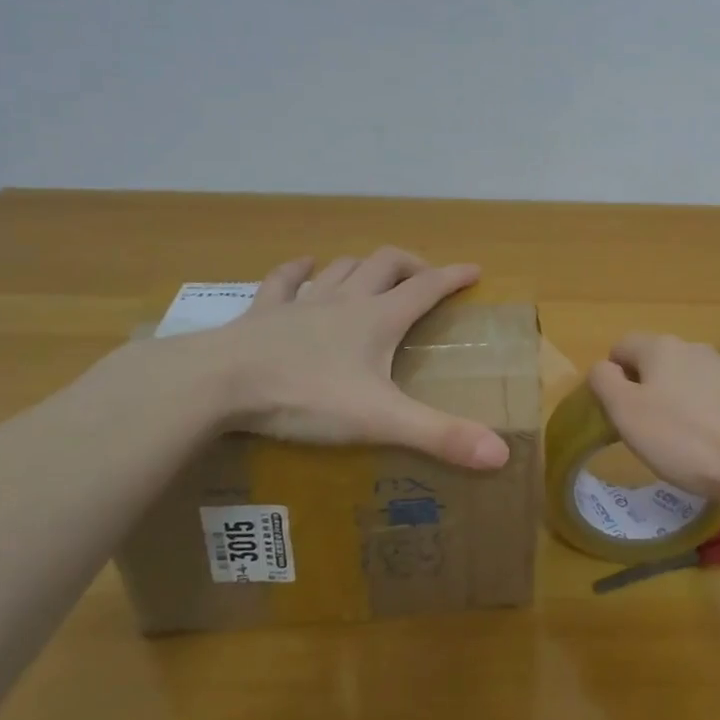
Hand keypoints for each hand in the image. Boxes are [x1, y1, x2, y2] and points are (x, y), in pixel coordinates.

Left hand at [179, 248, 509, 470]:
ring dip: (363, 265)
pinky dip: (298, 270)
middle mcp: (346, 300)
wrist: (219, 383)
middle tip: (425, 277)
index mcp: (378, 319)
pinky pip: (284, 280)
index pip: (427, 287)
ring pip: (342, 268)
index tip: (475, 271)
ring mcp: (302, 302)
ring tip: (374, 273)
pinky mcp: (263, 312)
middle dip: (412, 264)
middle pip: (387, 264)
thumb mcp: (380, 420)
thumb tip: (501, 454)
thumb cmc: (306, 397)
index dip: (454, 276)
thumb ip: (439, 436)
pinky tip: (304, 267)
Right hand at [588, 333, 719, 510]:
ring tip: (675, 441)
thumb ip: (604, 382)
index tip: (616, 414)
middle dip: (642, 390)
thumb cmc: (683, 439)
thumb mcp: (626, 413)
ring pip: (680, 379)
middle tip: (642, 430)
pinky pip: (706, 396)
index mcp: (659, 346)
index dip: (611, 378)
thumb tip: (604, 368)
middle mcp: (691, 347)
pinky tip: (705, 444)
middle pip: (652, 362)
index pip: (620, 347)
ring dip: (671, 402)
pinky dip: (698, 414)